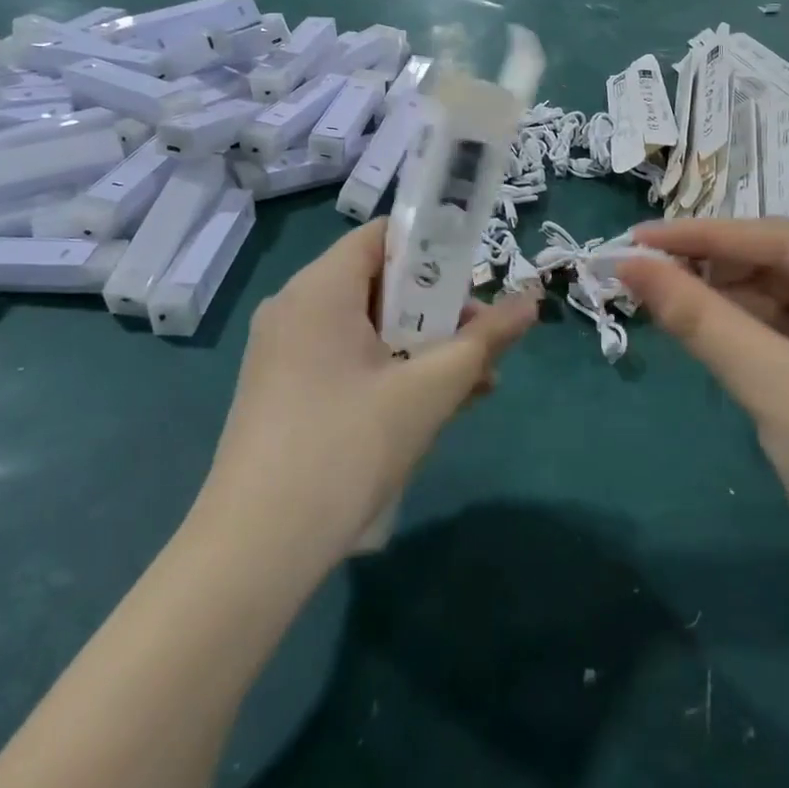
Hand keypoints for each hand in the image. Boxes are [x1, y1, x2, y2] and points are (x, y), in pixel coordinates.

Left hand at [197, 220, 537, 572]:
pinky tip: (432, 407)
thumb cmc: (348, 448)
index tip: (476, 279)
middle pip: (379, 283)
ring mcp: (283, 351)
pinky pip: (346, 360)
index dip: (435, 247)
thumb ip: (484, 339)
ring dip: (421, 346)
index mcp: (320, 288)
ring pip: (367, 328)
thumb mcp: (429, 390)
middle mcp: (295, 307)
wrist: (256, 550)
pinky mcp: (282, 390)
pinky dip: (388, 370)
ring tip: (475, 382)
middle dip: (438, 309)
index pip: (384, 237)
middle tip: (481, 341)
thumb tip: (532, 300)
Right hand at [614, 219, 788, 615]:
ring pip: (777, 294)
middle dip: (712, 266)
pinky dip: (740, 327)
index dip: (704, 236)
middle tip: (640, 271)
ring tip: (659, 296)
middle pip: (780, 262)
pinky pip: (783, 329)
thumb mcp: (776, 389)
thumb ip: (701, 320)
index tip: (636, 237)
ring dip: (721, 297)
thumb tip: (629, 265)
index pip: (782, 240)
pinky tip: (701, 326)